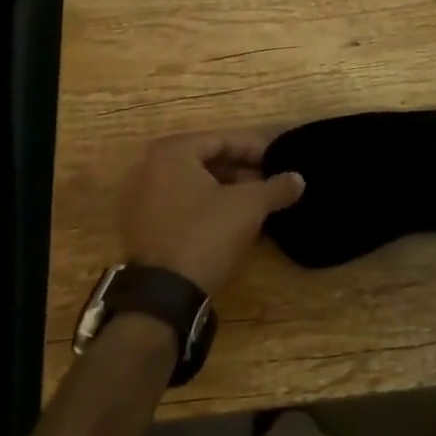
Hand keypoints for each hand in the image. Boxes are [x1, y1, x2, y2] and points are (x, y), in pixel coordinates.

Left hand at [118, 131, 303, 296]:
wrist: (162, 296)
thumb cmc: (205, 235)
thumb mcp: (248, 207)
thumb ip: (276, 187)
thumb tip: (298, 179)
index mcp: (171, 152)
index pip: (221, 140)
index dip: (253, 149)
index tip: (276, 160)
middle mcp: (148, 168)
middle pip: (203, 160)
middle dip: (238, 170)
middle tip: (267, 182)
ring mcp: (138, 199)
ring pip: (190, 184)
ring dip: (222, 190)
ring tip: (252, 202)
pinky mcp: (137, 227)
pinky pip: (176, 204)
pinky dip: (202, 206)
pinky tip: (227, 220)